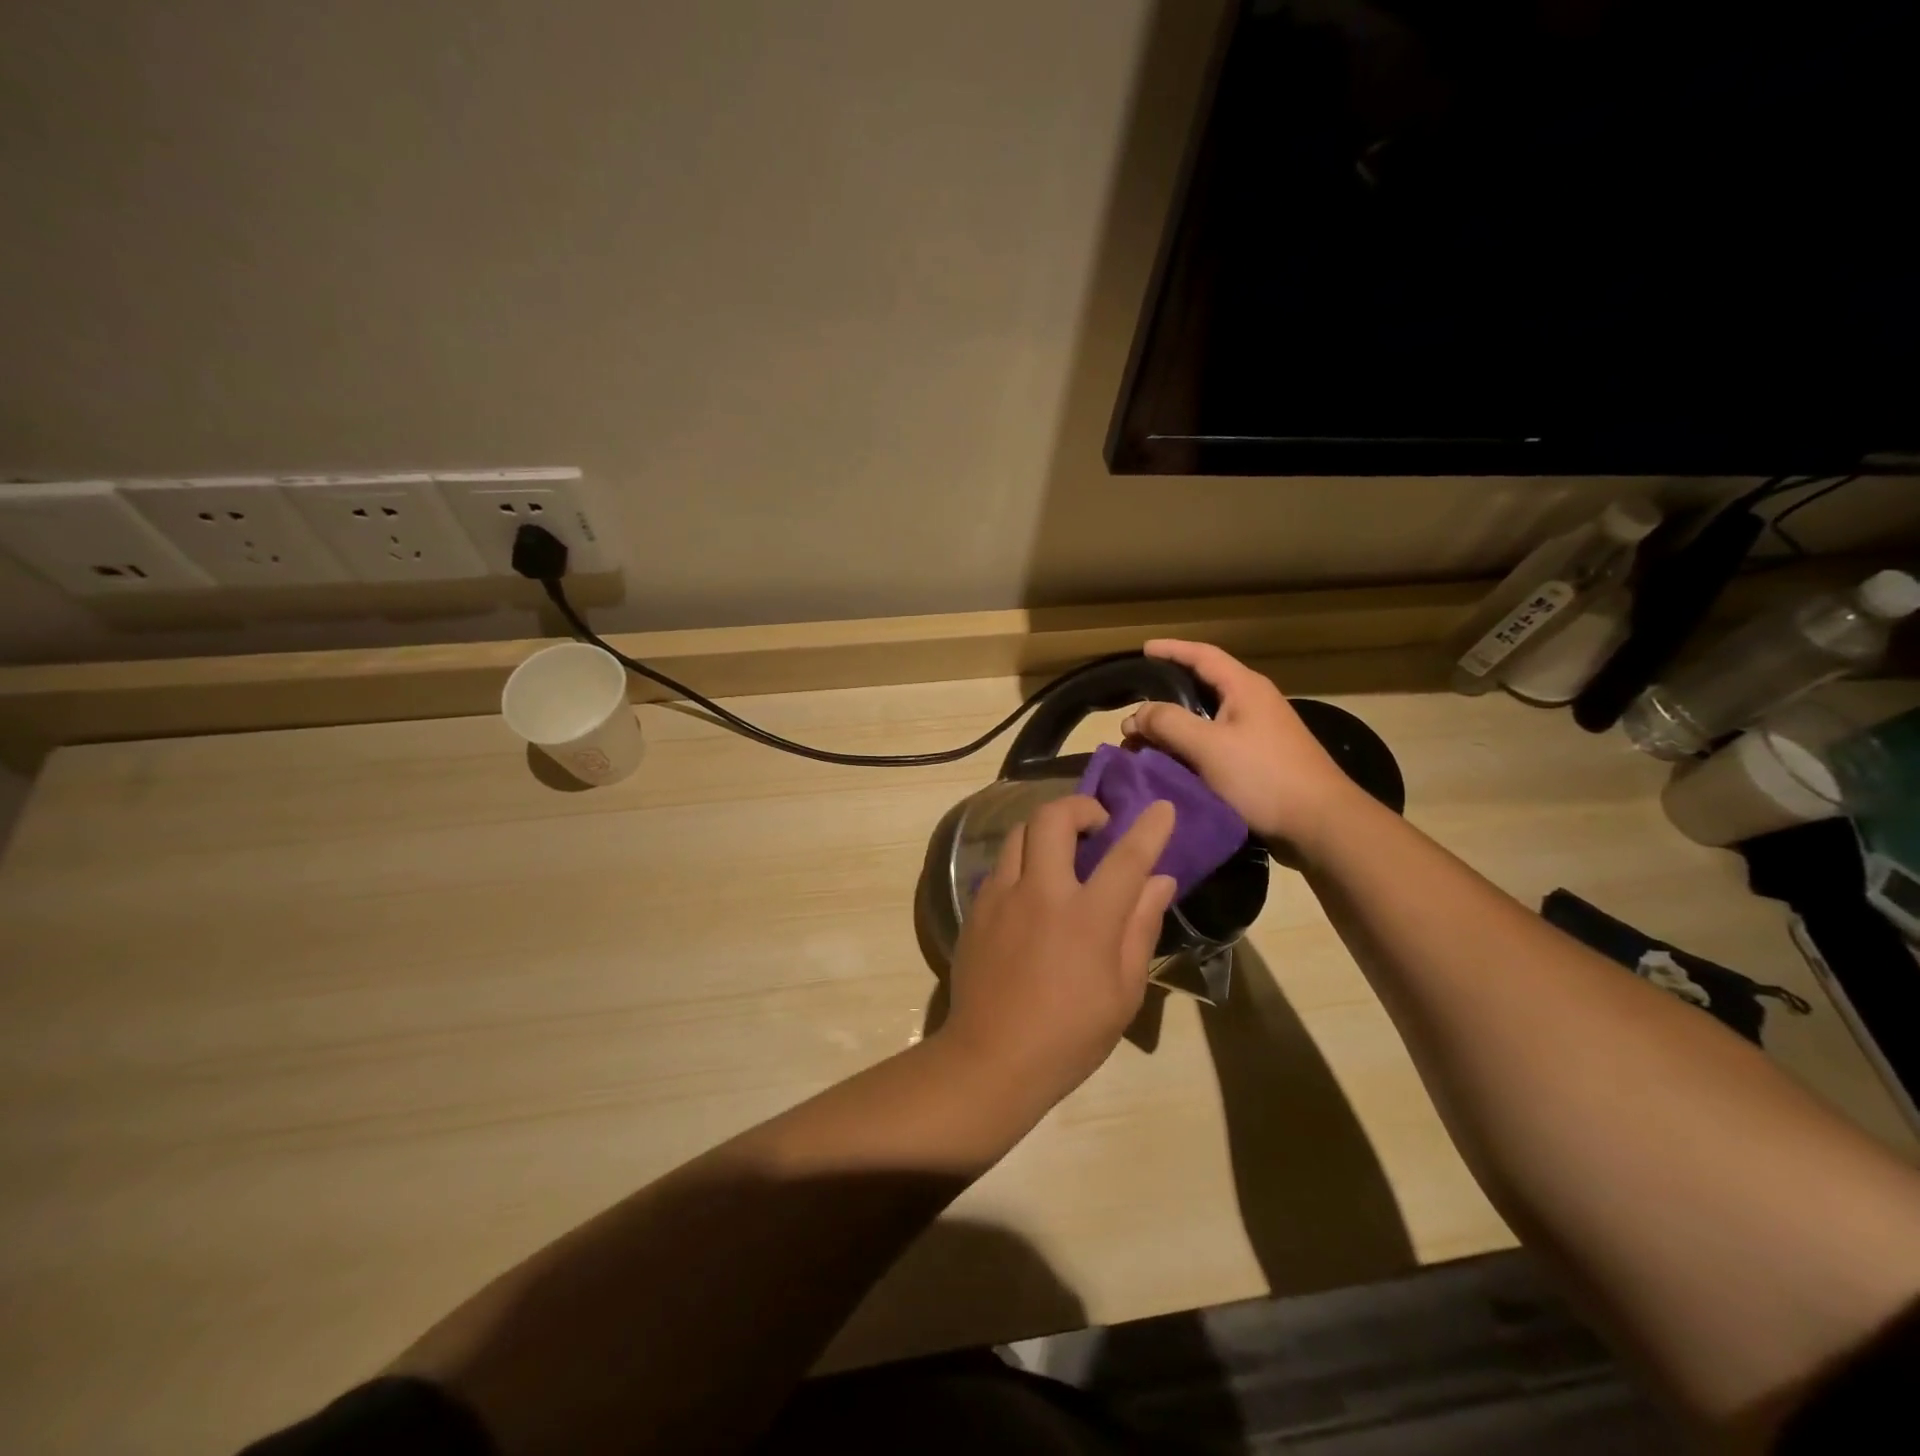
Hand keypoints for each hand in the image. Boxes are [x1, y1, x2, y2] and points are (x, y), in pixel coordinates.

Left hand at [939, 796, 1177, 1106]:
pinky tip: (1032, 890)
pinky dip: (1023, 861)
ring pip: (1020, 832)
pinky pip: (1001, 865)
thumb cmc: (1069, 1035)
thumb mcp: (1123, 992)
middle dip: (1080, 807)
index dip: (1149, 828)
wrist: (990, 1059)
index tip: (1162, 807)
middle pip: (1053, 818)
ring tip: (1063, 853)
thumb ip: (1140, 927)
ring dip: (1047, 830)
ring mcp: (1001, 896)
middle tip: (1097, 825)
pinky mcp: (976, 907)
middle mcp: (1041, 893)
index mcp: (1087, 918)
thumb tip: (1160, 882)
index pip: (1126, 857)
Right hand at [1121, 639, 1360, 856]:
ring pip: (1205, 721)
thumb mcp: (1208, 746)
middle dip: (1164, 698)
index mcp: (1245, 688)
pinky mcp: (1259, 762)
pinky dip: (1187, 750)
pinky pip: (1214, 746)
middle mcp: (1253, 704)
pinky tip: (1169, 766)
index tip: (1143, 650)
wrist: (1320, 824)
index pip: (1202, 655)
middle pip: (1201, 689)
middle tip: (1133, 710)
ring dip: (1172, 729)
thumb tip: (1135, 715)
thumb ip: (1168, 723)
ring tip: (1141, 744)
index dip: (1171, 649)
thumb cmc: (1264, 776)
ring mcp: (1259, 734)